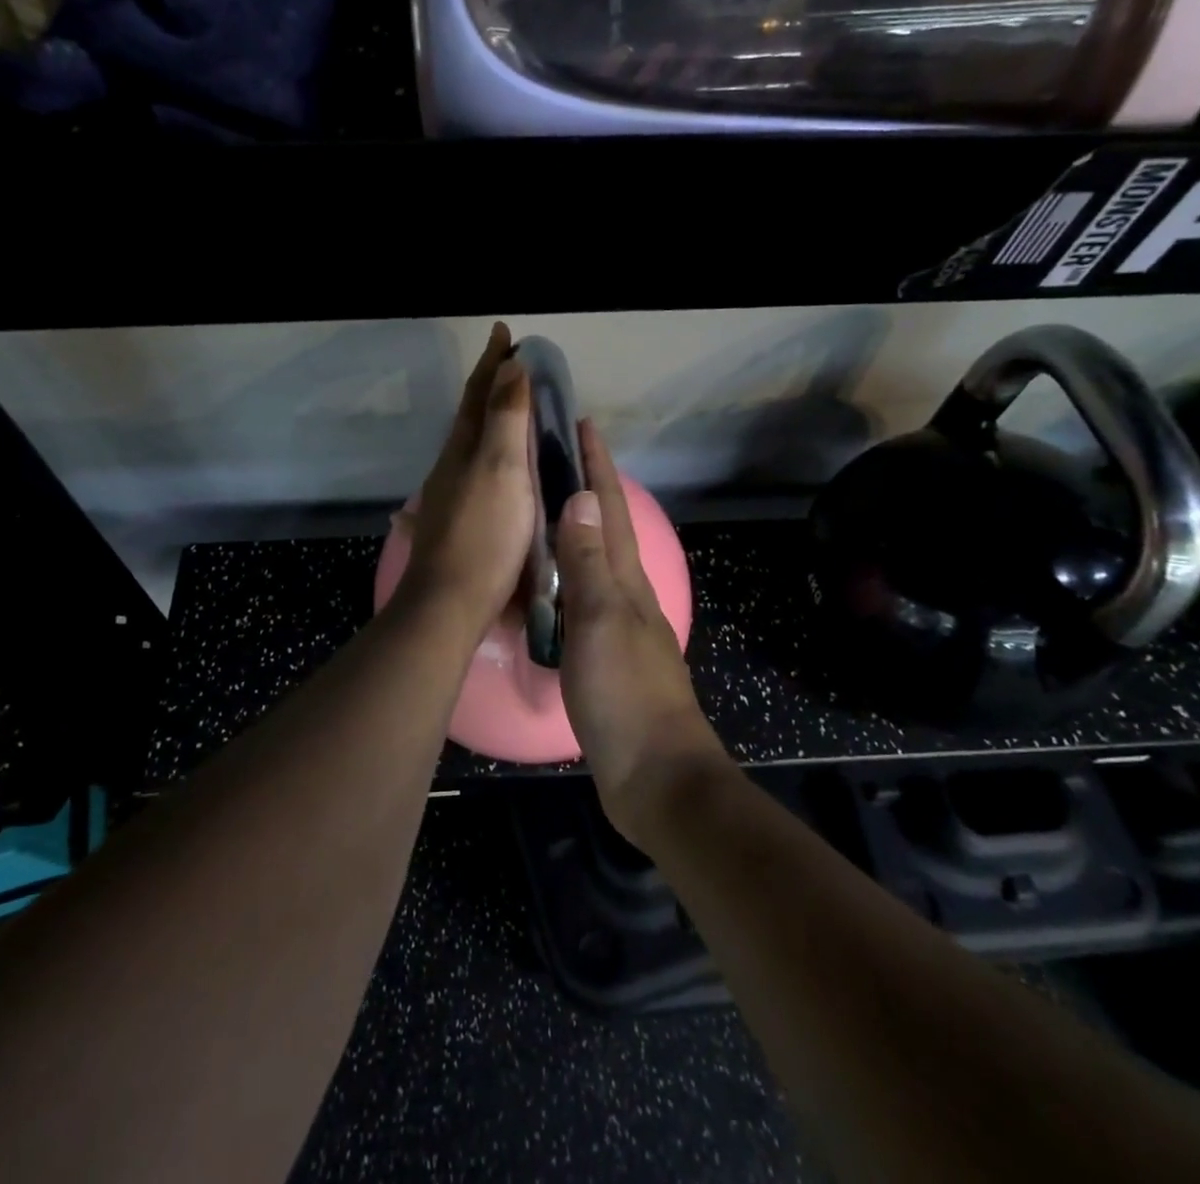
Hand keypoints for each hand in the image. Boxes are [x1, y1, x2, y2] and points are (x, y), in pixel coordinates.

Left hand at [394, 323, 535, 640]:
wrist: (452, 602)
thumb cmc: (484, 533)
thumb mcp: (501, 469)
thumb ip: (505, 419)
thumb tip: (510, 366)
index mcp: (463, 448)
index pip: (478, 393)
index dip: (492, 362)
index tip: (503, 332)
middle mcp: (452, 466)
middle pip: (471, 415)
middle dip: (491, 386)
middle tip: (514, 366)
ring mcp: (452, 495)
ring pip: (472, 444)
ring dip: (491, 420)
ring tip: (512, 409)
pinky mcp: (460, 522)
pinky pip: (479, 472)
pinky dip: (492, 454)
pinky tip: (499, 468)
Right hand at [555, 421, 728, 842]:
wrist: (655, 777)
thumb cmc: (626, 695)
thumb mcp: (601, 621)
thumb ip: (589, 562)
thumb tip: (581, 497)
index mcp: (626, 580)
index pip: (611, 509)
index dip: (597, 466)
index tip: (581, 423)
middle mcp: (625, 594)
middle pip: (607, 528)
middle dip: (586, 486)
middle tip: (554, 455)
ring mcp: (617, 626)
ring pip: (594, 561)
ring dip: (576, 527)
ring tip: (544, 506)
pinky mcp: (604, 656)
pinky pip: (582, 598)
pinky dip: (566, 575)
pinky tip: (547, 580)